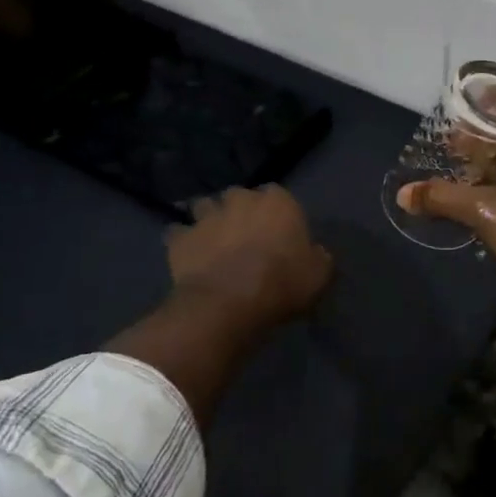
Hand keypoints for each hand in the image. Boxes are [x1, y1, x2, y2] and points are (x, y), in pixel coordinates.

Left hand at [166, 185, 333, 333]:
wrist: (229, 302)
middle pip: (238, 195)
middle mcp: (240, 200)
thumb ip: (319, 258)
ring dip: (207, 218)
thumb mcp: (318, 275)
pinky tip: (186, 253)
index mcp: (278, 202)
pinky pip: (177, 233)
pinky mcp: (180, 238)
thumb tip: (316, 253)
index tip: (277, 230)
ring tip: (211, 237)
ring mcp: (207, 216)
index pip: (277, 194)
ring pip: (204, 206)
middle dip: (238, 209)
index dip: (275, 212)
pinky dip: (181, 240)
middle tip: (243, 233)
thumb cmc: (282, 283)